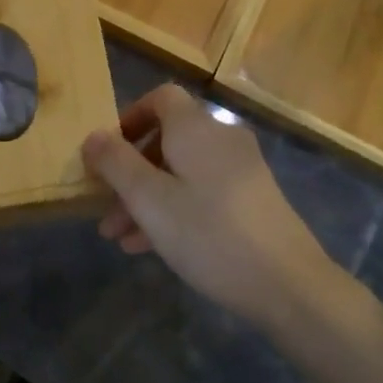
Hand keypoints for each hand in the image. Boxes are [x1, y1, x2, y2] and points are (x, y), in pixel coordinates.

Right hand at [85, 85, 334, 329]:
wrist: (289, 285)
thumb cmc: (209, 233)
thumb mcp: (149, 200)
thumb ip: (116, 163)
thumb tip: (92, 136)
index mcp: (195, 128)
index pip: (160, 98)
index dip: (130, 117)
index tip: (108, 152)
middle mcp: (220, 138)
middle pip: (167, 139)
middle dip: (131, 172)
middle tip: (106, 207)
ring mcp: (241, 170)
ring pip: (182, 171)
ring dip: (148, 198)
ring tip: (120, 238)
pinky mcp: (252, 200)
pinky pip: (202, 192)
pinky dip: (175, 209)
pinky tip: (151, 247)